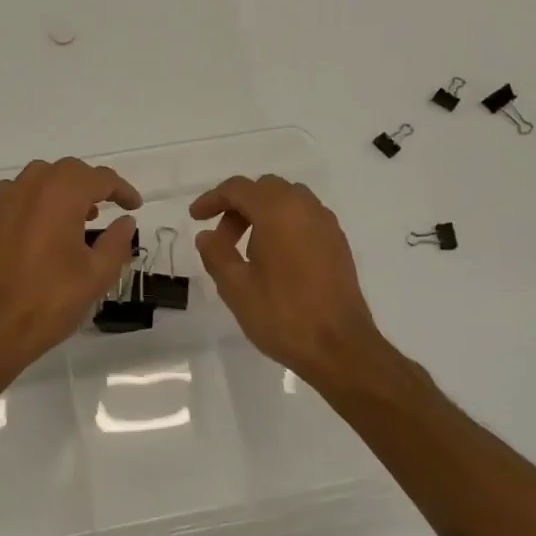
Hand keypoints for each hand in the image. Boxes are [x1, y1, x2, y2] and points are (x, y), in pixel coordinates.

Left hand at [0, 157, 142, 375]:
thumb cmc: (51, 299)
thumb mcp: (97, 274)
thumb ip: (117, 241)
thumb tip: (126, 221)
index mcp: (62, 194)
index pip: (100, 179)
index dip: (122, 190)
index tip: (135, 206)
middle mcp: (32, 186)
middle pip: (70, 171)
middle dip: (93, 185)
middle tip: (110, 207)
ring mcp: (6, 200)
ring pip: (42, 177)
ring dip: (65, 188)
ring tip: (80, 216)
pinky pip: (20, 192)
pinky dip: (39, 198)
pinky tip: (46, 226)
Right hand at [190, 174, 385, 390]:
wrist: (339, 346)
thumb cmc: (282, 315)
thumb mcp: (236, 287)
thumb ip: (216, 253)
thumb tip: (207, 235)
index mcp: (278, 211)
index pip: (238, 189)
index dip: (212, 199)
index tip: (195, 217)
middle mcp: (305, 208)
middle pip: (265, 189)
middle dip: (238, 206)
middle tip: (221, 238)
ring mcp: (326, 225)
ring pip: (288, 201)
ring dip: (262, 214)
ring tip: (246, 250)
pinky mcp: (338, 243)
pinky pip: (305, 218)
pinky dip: (284, 225)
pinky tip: (275, 259)